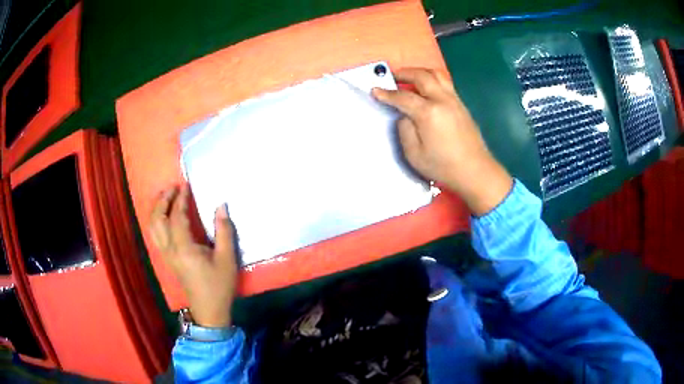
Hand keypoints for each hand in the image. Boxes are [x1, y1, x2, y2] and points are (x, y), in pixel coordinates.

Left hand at [149, 185, 237, 327]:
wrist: (209, 311)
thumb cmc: (219, 285)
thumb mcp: (227, 259)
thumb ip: (224, 231)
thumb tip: (221, 206)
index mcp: (184, 248)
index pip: (176, 217)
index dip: (180, 200)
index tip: (186, 185)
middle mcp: (169, 250)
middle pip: (157, 220)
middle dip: (163, 201)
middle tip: (172, 187)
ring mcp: (166, 255)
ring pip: (152, 228)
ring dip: (157, 210)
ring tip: (166, 197)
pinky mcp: (167, 260)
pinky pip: (155, 235)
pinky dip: (156, 221)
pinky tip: (164, 217)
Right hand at [372, 68, 512, 215]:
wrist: (475, 171)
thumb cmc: (443, 166)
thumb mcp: (414, 154)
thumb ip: (405, 130)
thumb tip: (405, 116)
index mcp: (429, 113)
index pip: (403, 97)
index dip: (386, 94)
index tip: (375, 90)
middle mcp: (442, 100)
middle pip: (422, 76)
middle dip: (404, 73)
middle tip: (392, 77)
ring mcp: (454, 100)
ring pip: (437, 74)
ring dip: (420, 72)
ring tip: (410, 77)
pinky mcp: (462, 105)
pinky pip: (445, 83)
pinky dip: (432, 79)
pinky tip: (427, 89)